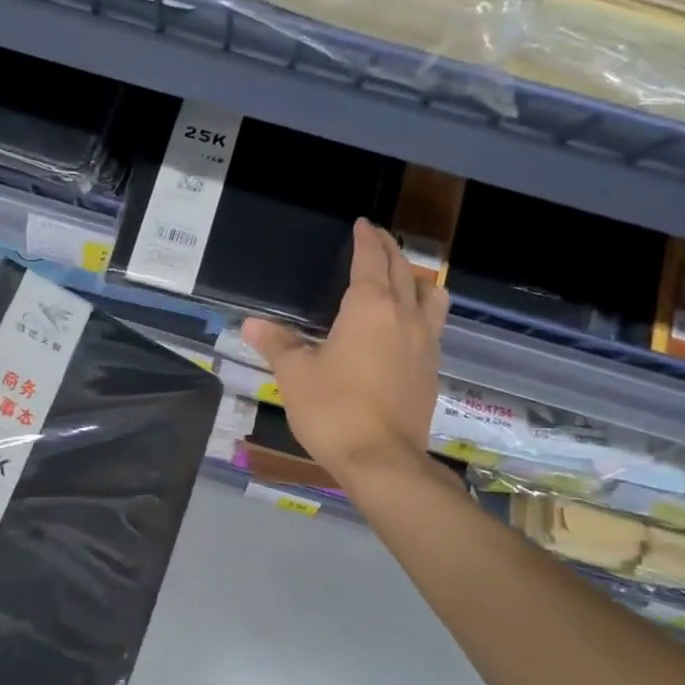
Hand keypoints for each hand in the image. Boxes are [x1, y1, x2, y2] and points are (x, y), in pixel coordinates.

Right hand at [243, 219, 447, 481]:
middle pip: (403, 271)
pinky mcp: (431, 370)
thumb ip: (278, 343)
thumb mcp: (296, 375)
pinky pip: (433, 324)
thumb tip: (251, 324)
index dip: (366, 240)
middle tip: (377, 239)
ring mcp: (425, 343)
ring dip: (416, 278)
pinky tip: (408, 325)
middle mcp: (404, 317)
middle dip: (389, 251)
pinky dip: (422, 309)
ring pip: (429, 296)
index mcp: (370, 308)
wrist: (382, 460)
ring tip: (403, 277)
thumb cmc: (333, 411)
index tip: (362, 225)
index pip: (371, 261)